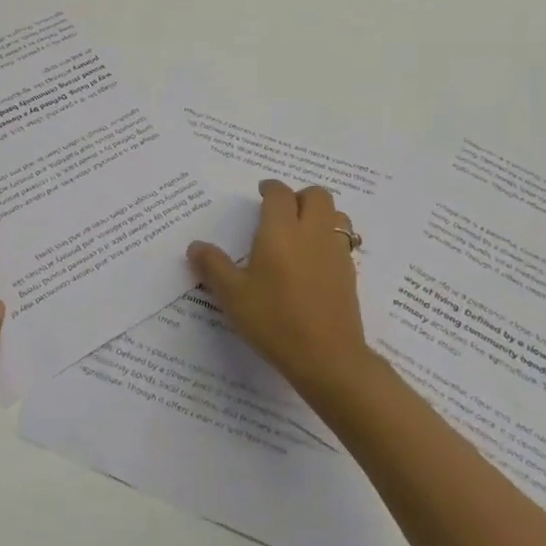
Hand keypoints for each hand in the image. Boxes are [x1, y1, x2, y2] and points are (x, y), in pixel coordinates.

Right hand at [187, 179, 374, 401]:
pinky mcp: (350, 273)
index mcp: (281, 230)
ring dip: (320, 214)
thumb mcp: (233, 295)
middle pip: (316, 196)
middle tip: (282, 212)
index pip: (280, 193)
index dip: (270, 188)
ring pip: (336, 215)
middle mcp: (312, 232)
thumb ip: (213, 266)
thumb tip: (195, 246)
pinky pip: (343, 241)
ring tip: (302, 232)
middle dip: (299, 196)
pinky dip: (329, 239)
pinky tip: (314, 261)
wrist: (327, 357)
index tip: (261, 192)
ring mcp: (336, 252)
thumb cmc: (274, 320)